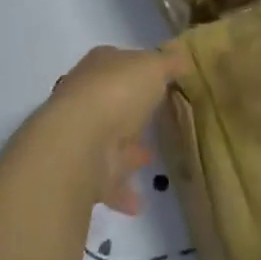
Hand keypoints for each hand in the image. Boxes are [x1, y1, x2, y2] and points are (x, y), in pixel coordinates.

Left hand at [42, 46, 180, 213]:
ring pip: (107, 140)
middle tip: (156, 122)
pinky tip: (140, 201)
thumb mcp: (154, 66)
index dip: (138, 70)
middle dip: (131, 112)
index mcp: (99, 66)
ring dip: (126, 150)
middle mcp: (84, 96)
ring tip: (151, 159)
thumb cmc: (118, 92)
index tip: (159, 82)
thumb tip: (182, 58)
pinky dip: (121, 190)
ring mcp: (80, 134)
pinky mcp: (81, 171)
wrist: (78, 143)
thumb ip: (169, 63)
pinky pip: (106, 179)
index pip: (118, 62)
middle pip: (111, 101)